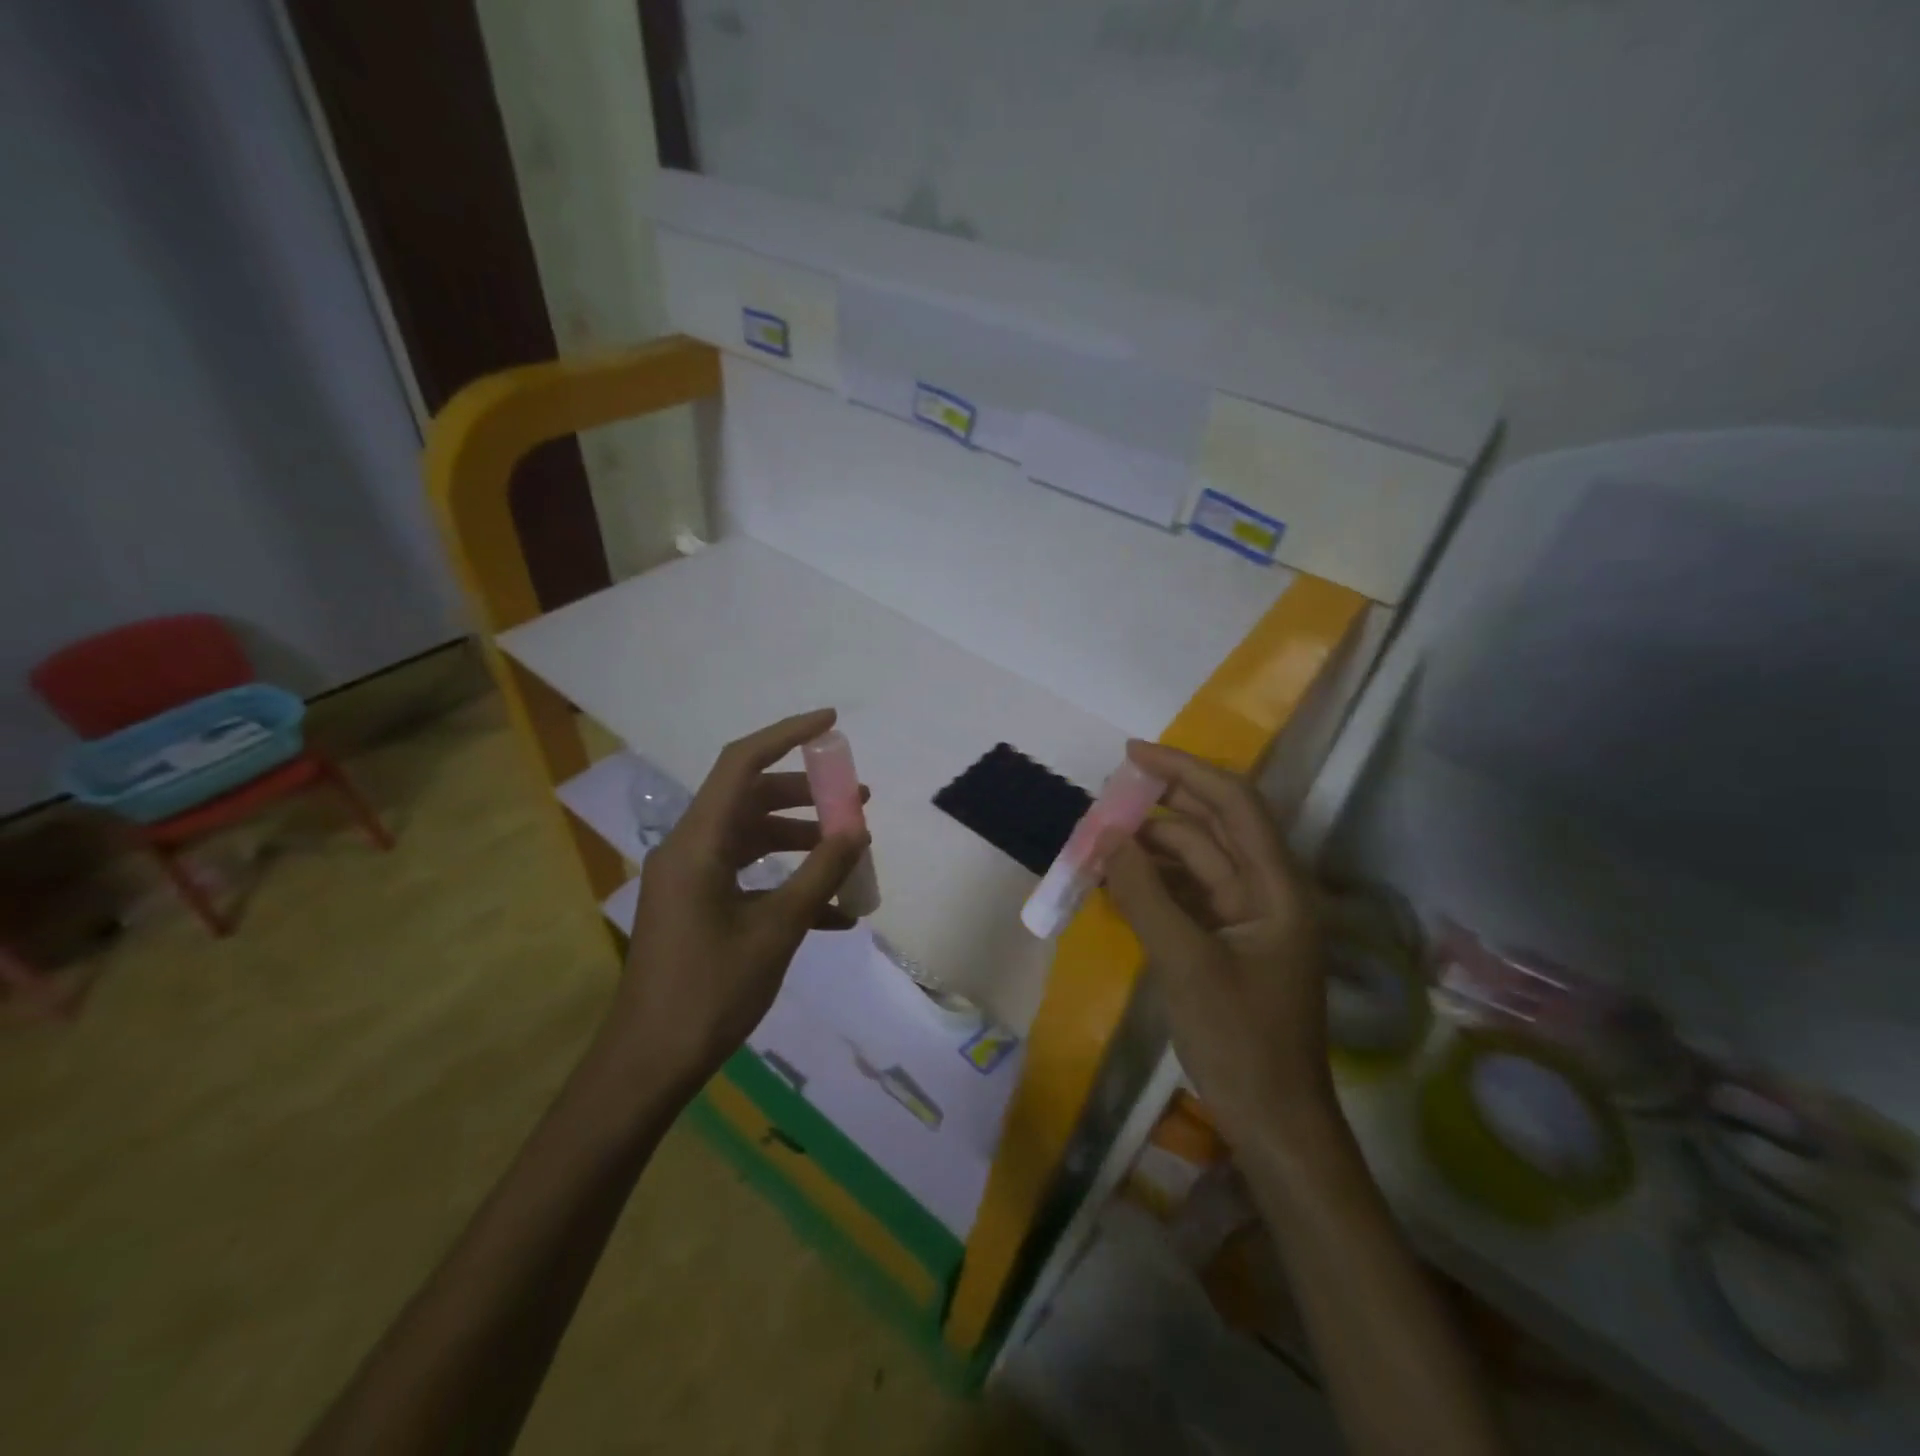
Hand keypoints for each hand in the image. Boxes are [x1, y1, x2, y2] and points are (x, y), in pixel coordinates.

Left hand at [606, 709, 869, 1096]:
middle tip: (855, 799)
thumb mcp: (776, 930)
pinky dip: (786, 882)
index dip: (786, 735)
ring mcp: (691, 880)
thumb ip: (819, 874)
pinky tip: (832, 913)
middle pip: (750, 799)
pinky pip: (747, 876)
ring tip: (851, 851)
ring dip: (801, 840)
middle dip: (806, 795)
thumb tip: (856, 829)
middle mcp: (689, 850)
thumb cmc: (710, 992)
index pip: (741, 764)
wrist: (650, 1064)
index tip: (830, 723)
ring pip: (752, 838)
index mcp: (698, 843)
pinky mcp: (696, 907)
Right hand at [1100, 740, 1332, 1146]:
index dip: (1185, 770)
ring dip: (1149, 849)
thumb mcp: (1186, 964)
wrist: (1272, 1124)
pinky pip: (1185, 896)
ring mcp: (1245, 920)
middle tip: (1105, 799)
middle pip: (1213, 828)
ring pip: (1194, 863)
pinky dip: (1152, 884)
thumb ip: (1145, 895)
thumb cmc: (1240, 1043)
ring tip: (1097, 842)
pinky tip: (1114, 881)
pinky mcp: (1224, 943)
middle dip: (1161, 807)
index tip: (1132, 755)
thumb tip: (1107, 836)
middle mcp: (1266, 892)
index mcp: (1277, 888)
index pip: (1235, 804)